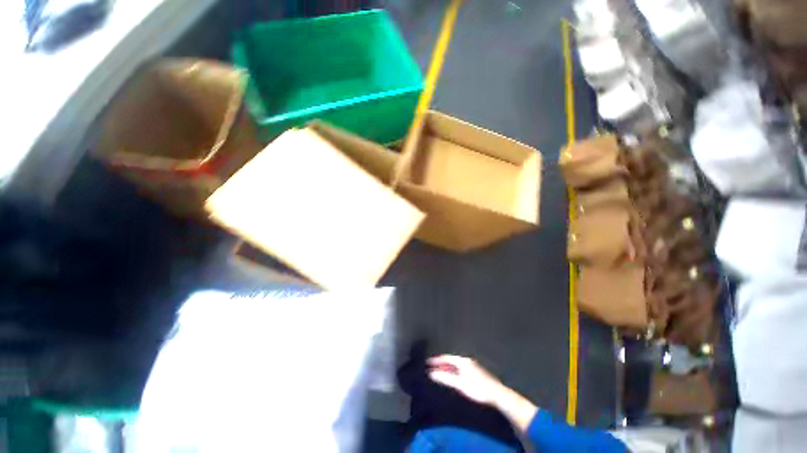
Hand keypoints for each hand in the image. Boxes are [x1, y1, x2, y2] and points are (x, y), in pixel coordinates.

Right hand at [427, 355, 504, 405]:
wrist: (496, 394)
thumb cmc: (477, 388)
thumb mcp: (459, 384)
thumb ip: (445, 378)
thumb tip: (431, 373)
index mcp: (462, 361)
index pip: (446, 358)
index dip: (436, 360)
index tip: (427, 362)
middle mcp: (466, 361)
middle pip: (450, 361)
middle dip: (441, 364)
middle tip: (431, 367)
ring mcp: (471, 366)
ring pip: (455, 365)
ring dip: (447, 368)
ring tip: (439, 372)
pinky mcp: (475, 372)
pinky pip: (460, 369)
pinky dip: (453, 371)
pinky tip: (452, 377)